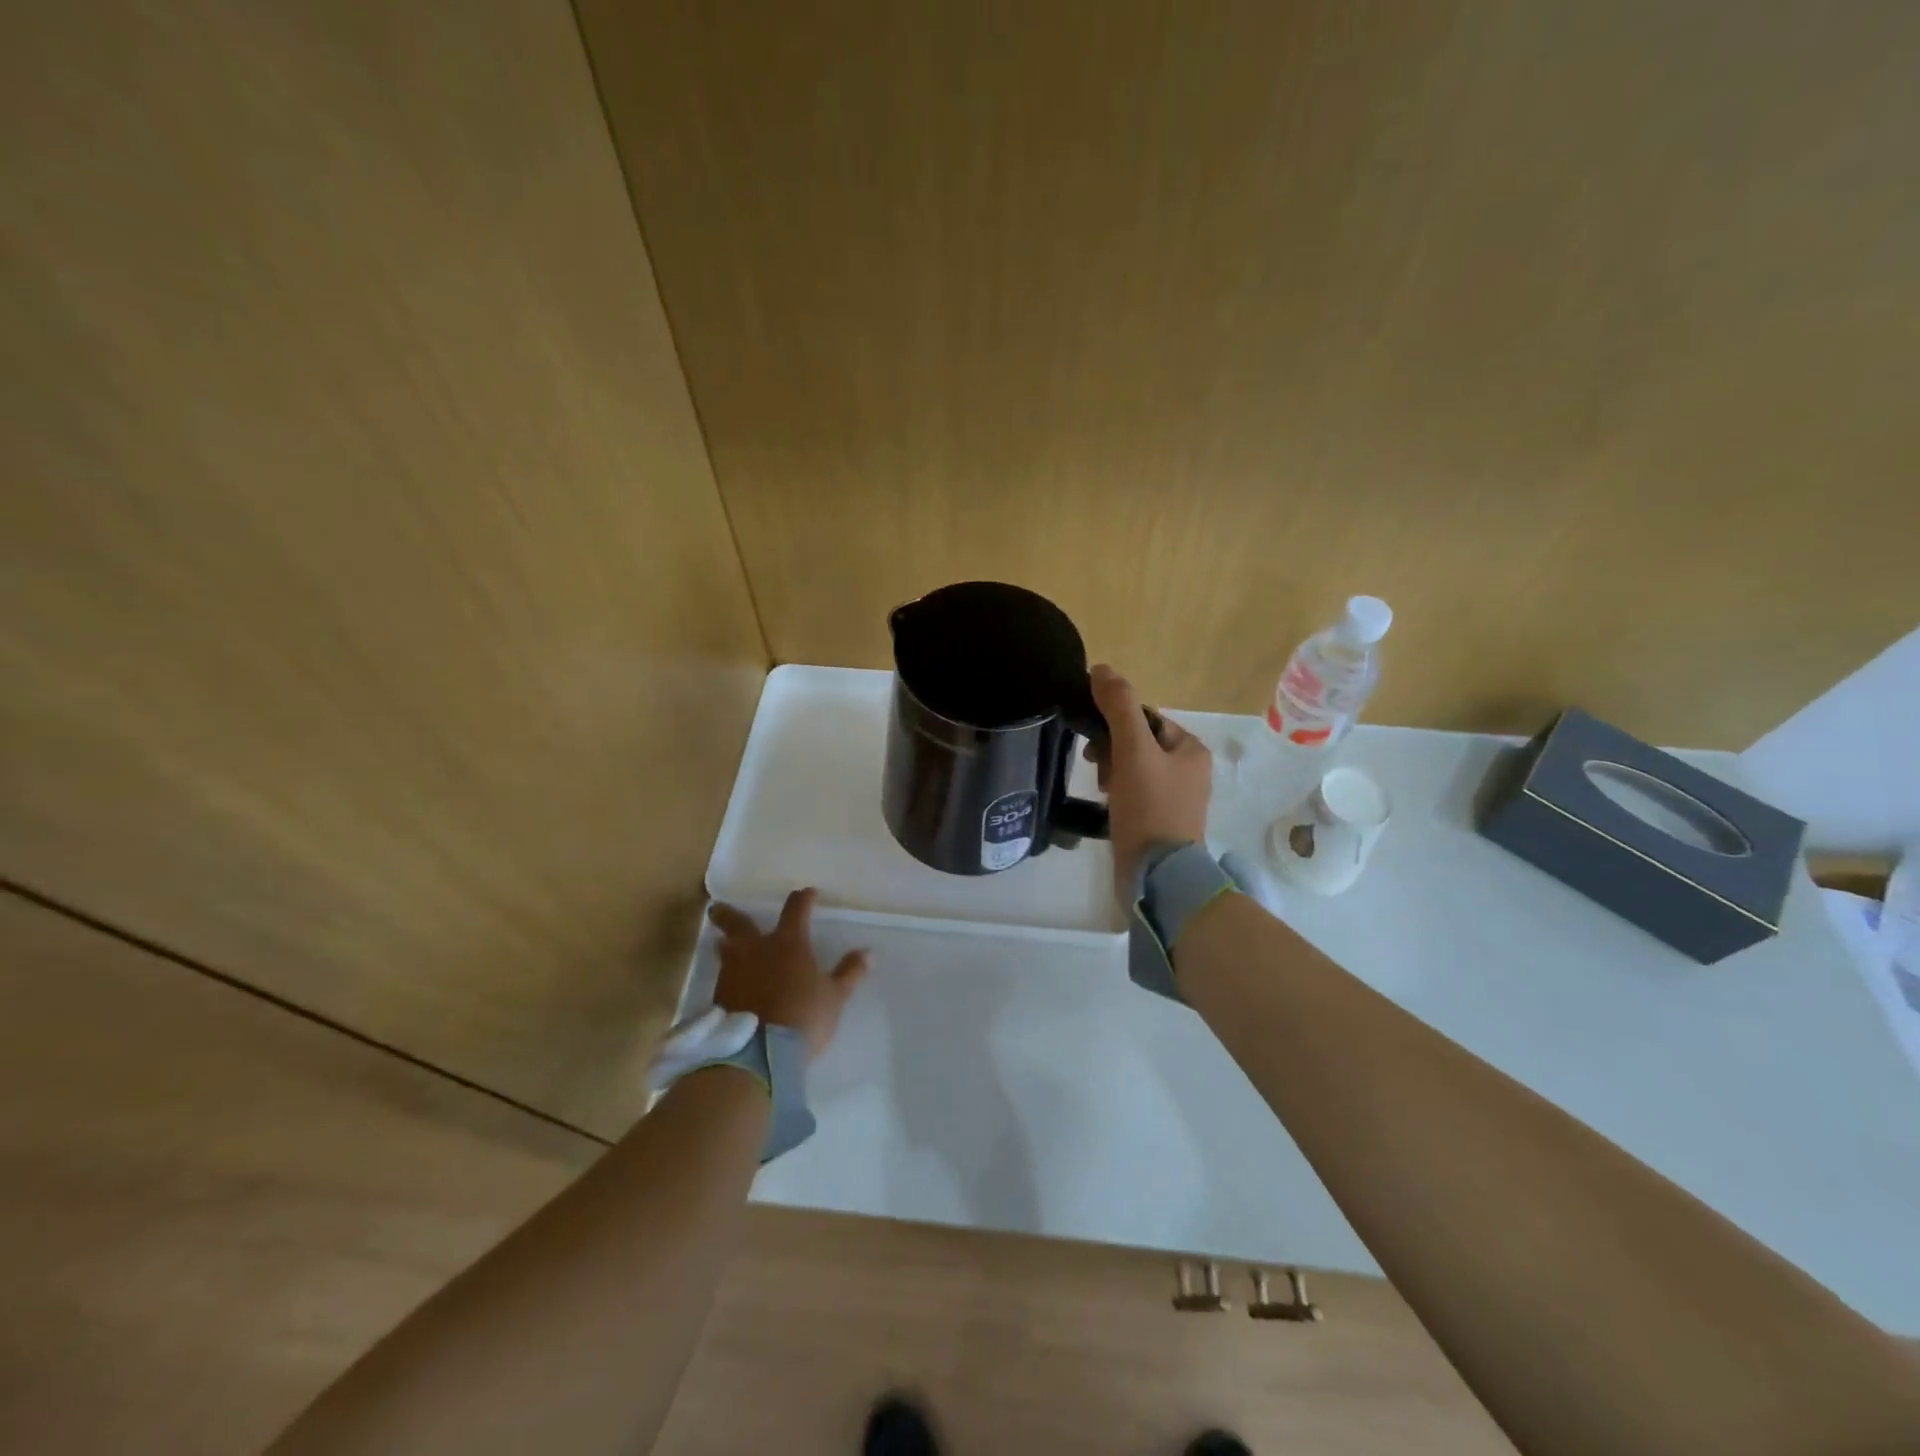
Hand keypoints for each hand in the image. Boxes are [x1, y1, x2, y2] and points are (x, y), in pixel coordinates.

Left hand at [707, 889, 868, 1056]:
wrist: (759, 1052)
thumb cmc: (803, 1016)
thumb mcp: (835, 996)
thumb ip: (850, 972)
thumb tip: (868, 953)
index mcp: (788, 943)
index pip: (796, 909)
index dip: (803, 899)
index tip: (808, 893)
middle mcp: (757, 949)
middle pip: (740, 923)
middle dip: (730, 914)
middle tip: (718, 907)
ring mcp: (734, 971)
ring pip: (726, 949)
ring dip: (725, 942)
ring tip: (722, 941)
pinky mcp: (720, 995)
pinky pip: (723, 974)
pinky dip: (728, 971)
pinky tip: (730, 978)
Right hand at [1087, 664, 1212, 902]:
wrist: (1157, 876)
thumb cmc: (1149, 808)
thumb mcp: (1133, 751)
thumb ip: (1119, 707)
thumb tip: (1100, 668)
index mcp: (1191, 750)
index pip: (1145, 718)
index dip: (1115, 725)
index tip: (1095, 745)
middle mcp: (1189, 771)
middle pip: (1138, 742)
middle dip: (1112, 751)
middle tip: (1097, 770)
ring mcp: (1176, 799)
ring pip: (1132, 768)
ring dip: (1111, 772)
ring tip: (1101, 791)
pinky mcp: (1161, 822)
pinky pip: (1134, 793)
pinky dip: (1117, 793)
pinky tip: (1106, 805)